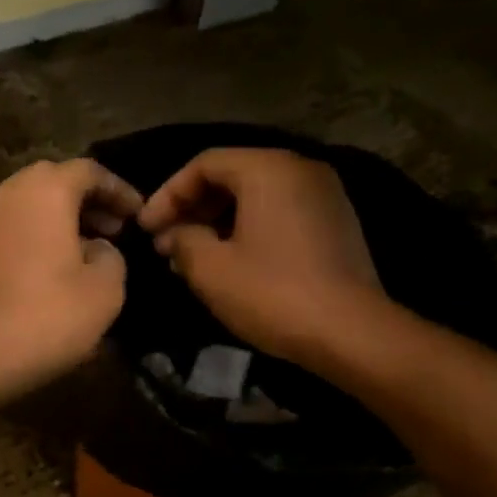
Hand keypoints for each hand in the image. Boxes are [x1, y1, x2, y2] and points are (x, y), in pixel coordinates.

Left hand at [0, 159, 143, 400]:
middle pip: (56, 182)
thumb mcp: (106, 288)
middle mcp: (9, 193)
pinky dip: (39, 236)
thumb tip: (98, 249)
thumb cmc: (49, 314)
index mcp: (45, 189)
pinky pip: (14, 228)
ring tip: (91, 250)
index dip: (120, 191)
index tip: (139, 215)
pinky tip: (57, 269)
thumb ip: (112, 256)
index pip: (90, 171)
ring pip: (31, 205)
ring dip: (63, 220)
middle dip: (89, 202)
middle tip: (116, 229)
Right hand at [138, 148, 381, 364]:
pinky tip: (230, 263)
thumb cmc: (272, 293)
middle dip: (192, 209)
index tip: (146, 229)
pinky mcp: (336, 225)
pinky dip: (248, 230)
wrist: (350, 332)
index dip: (167, 194)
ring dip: (218, 223)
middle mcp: (301, 170)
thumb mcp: (210, 269)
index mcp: (268, 169)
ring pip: (257, 197)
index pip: (204, 164)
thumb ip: (183, 240)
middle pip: (233, 176)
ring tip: (191, 258)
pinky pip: (280, 214)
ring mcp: (325, 196)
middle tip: (166, 244)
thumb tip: (176, 235)